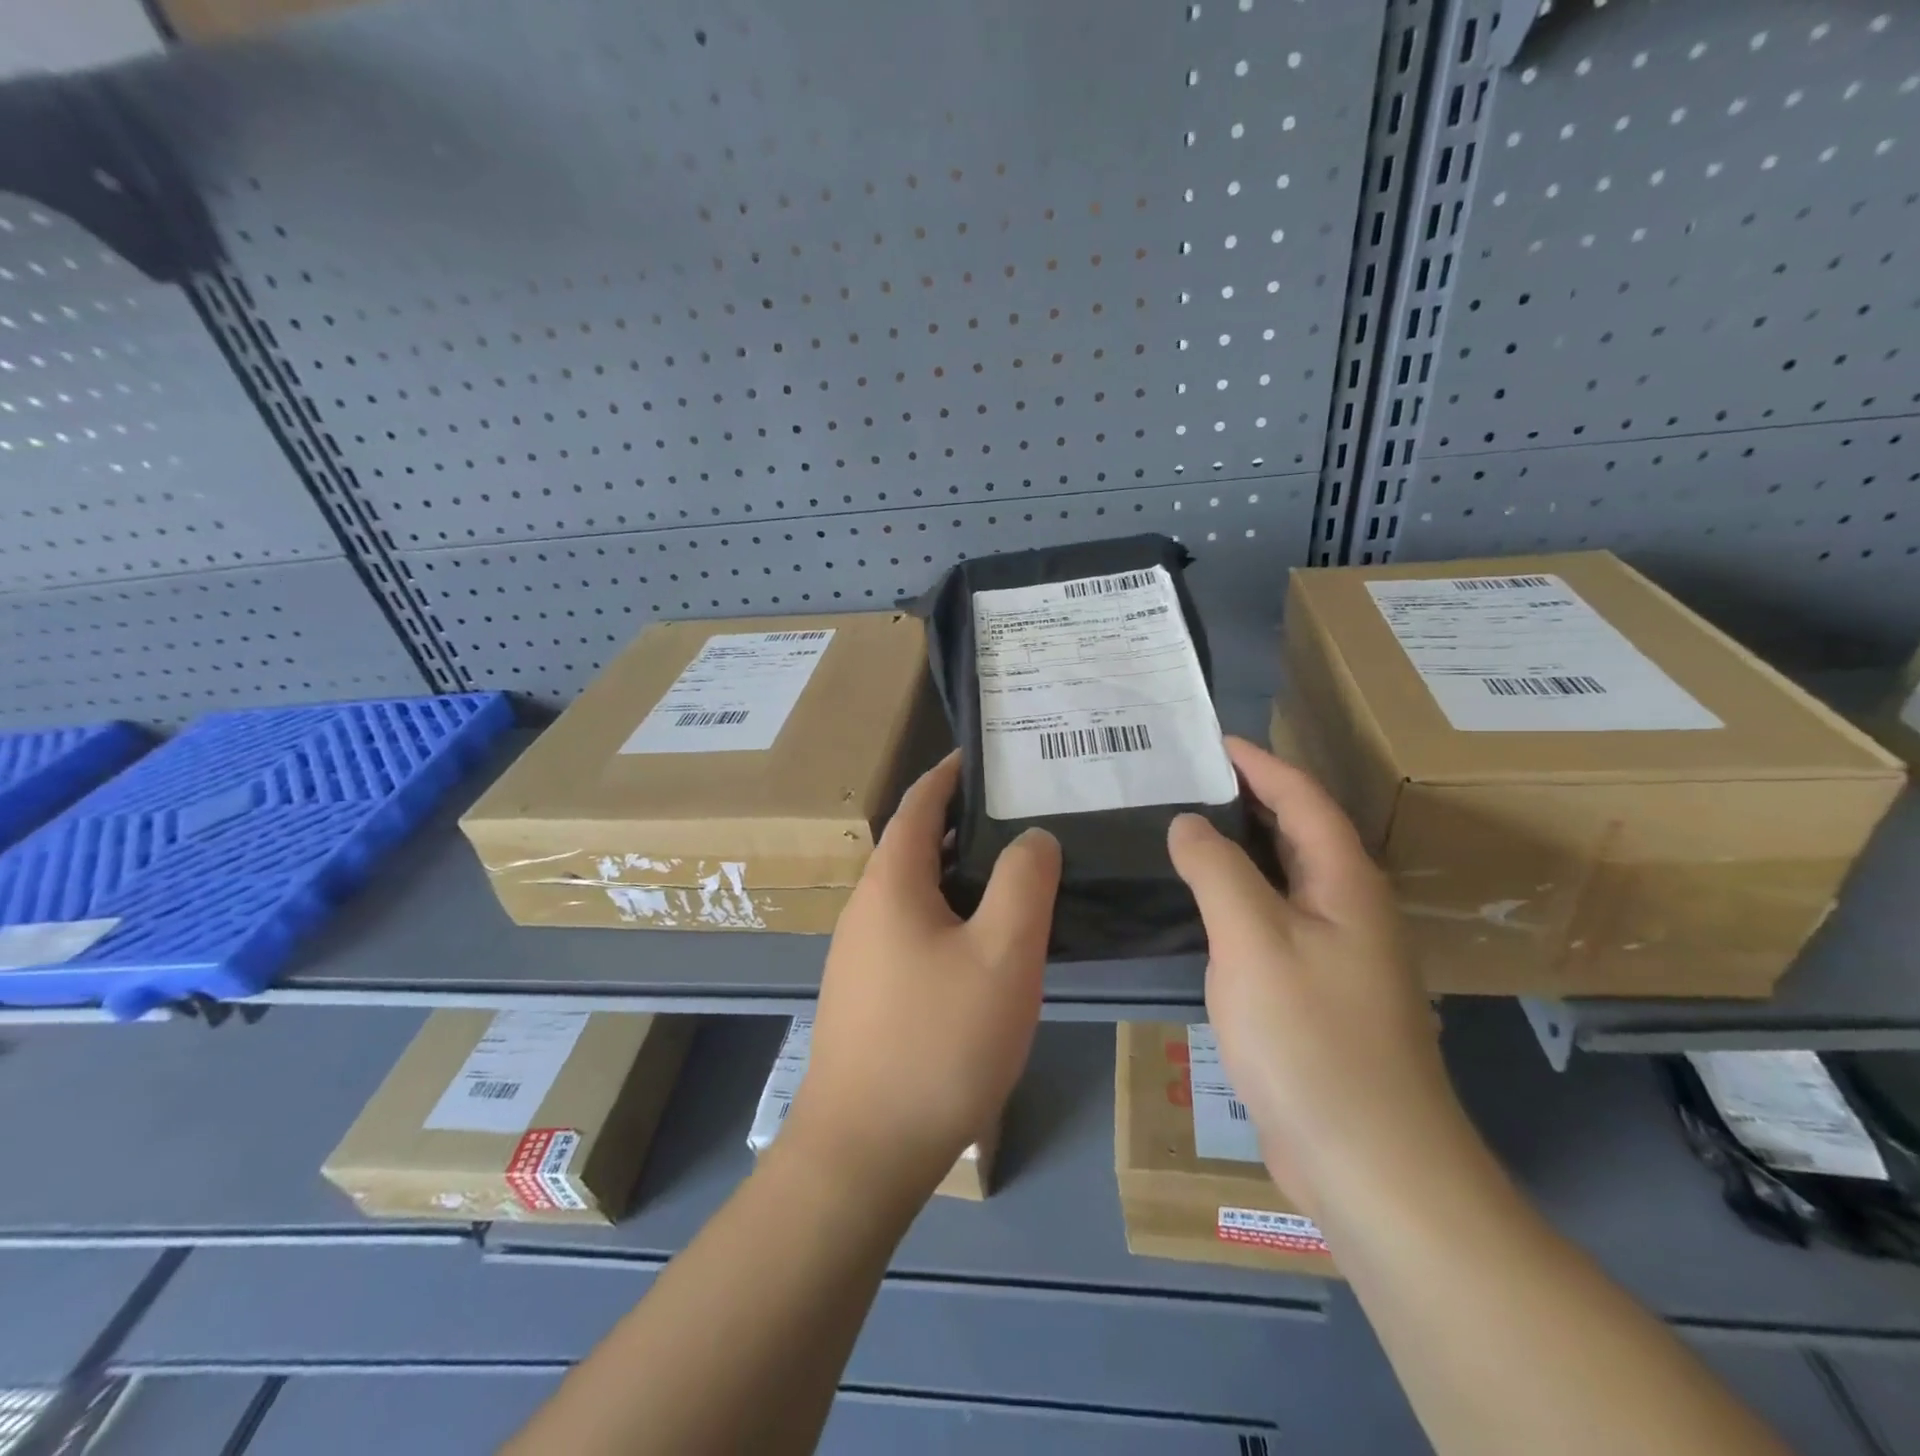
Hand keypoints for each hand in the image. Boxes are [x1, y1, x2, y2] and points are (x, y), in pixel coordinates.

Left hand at [782, 752, 1061, 1206]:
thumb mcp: (1002, 954)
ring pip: (917, 892)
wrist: (864, 1150)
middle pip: (916, 845)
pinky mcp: (869, 994)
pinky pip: (914, 930)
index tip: (987, 755)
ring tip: (1015, 872)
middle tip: (1022, 814)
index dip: (951, 773)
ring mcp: (861, 955)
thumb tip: (1031, 836)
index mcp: (892, 883)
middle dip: (964, 822)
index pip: (920, 803)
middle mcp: (867, 908)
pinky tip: (985, 943)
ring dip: (959, 872)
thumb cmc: (938, 1041)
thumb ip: (1023, 882)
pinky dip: (950, 914)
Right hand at [1167, 736, 1464, 1216]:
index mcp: (1346, 883)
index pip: (1303, 798)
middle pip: (1299, 832)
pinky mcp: (1318, 992)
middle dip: (1249, 797)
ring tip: (1186, 828)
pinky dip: (1239, 895)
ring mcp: (1337, 954)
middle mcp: (1349, 909)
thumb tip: (1188, 822)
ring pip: (1285, 878)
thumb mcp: (1254, 939)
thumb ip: (1217, 870)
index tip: (1213, 739)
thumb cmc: (1311, 1038)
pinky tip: (1203, 906)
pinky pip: (1274, 919)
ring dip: (1241, 847)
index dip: (1260, 762)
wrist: (1370, 1163)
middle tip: (1188, 777)